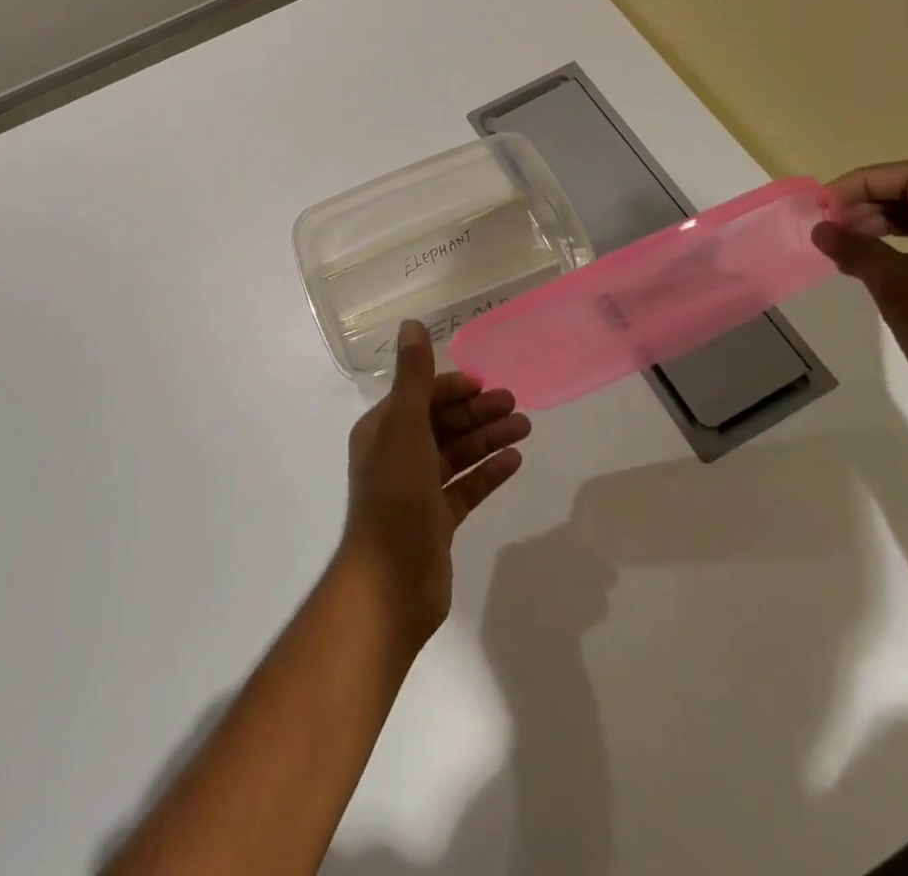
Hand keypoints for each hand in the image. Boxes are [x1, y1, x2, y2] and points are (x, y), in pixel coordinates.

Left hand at [340, 321, 531, 647]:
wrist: (391, 583)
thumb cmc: (395, 496)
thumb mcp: (404, 427)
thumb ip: (412, 377)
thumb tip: (411, 324)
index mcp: (382, 430)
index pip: (421, 396)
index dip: (453, 387)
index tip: (487, 384)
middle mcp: (397, 454)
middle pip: (442, 423)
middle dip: (477, 411)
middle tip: (515, 403)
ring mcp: (417, 490)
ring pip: (457, 454)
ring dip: (488, 438)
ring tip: (525, 427)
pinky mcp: (436, 521)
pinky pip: (466, 488)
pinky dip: (488, 473)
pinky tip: (515, 462)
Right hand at [812, 161, 907, 481]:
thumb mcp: (900, 290)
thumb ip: (857, 250)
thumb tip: (820, 229)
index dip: (864, 182)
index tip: (824, 204)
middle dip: (870, 202)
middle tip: (829, 223)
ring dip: (883, 223)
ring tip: (843, 242)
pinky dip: (902, 246)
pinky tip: (872, 263)